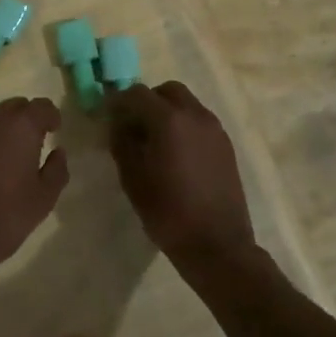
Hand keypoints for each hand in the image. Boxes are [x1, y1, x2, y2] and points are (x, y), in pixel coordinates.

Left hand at [0, 97, 68, 287]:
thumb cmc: (5, 216)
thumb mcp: (44, 199)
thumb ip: (57, 169)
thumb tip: (58, 151)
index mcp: (21, 126)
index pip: (42, 106)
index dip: (50, 116)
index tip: (54, 131)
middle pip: (13, 106)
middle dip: (25, 119)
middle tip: (32, 142)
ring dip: (0, 129)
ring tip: (5, 155)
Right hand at [107, 82, 256, 279]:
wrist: (218, 245)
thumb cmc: (168, 212)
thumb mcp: (132, 178)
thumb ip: (122, 142)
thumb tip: (118, 123)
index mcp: (169, 119)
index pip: (137, 93)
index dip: (119, 101)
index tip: (109, 117)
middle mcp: (195, 115)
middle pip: (167, 91)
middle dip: (147, 101)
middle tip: (134, 126)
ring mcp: (214, 129)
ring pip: (187, 104)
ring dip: (168, 112)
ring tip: (156, 142)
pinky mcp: (226, 145)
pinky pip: (200, 121)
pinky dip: (185, 126)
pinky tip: (177, 154)